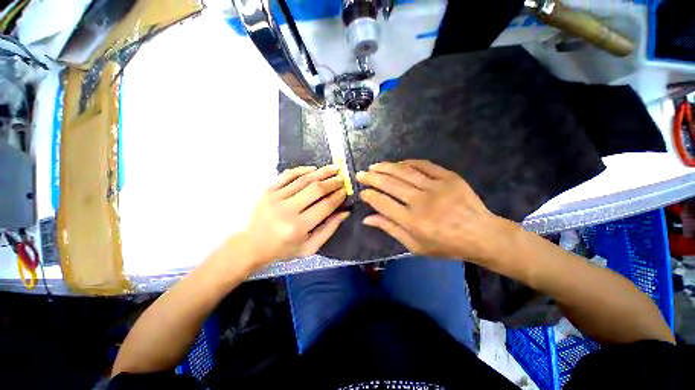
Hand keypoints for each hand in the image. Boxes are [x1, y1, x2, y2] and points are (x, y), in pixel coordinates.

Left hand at [241, 165, 348, 267]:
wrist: (252, 244)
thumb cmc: (283, 249)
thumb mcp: (309, 247)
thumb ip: (329, 229)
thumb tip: (345, 211)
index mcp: (298, 227)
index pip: (325, 206)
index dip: (338, 196)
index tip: (345, 190)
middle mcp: (286, 210)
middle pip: (315, 189)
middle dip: (332, 182)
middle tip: (342, 178)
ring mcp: (275, 197)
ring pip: (303, 179)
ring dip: (321, 172)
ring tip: (334, 168)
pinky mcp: (268, 190)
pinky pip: (288, 174)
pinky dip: (302, 169)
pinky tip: (314, 169)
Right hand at [356, 160, 517, 264]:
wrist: (482, 235)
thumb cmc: (446, 245)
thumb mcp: (415, 246)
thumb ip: (390, 229)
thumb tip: (367, 219)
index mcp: (413, 222)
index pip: (383, 203)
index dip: (369, 196)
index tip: (361, 192)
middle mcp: (421, 202)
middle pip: (390, 184)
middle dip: (371, 178)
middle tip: (360, 174)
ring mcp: (436, 187)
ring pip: (404, 172)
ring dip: (386, 167)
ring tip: (374, 166)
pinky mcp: (449, 177)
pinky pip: (424, 165)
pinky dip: (408, 163)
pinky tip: (398, 163)